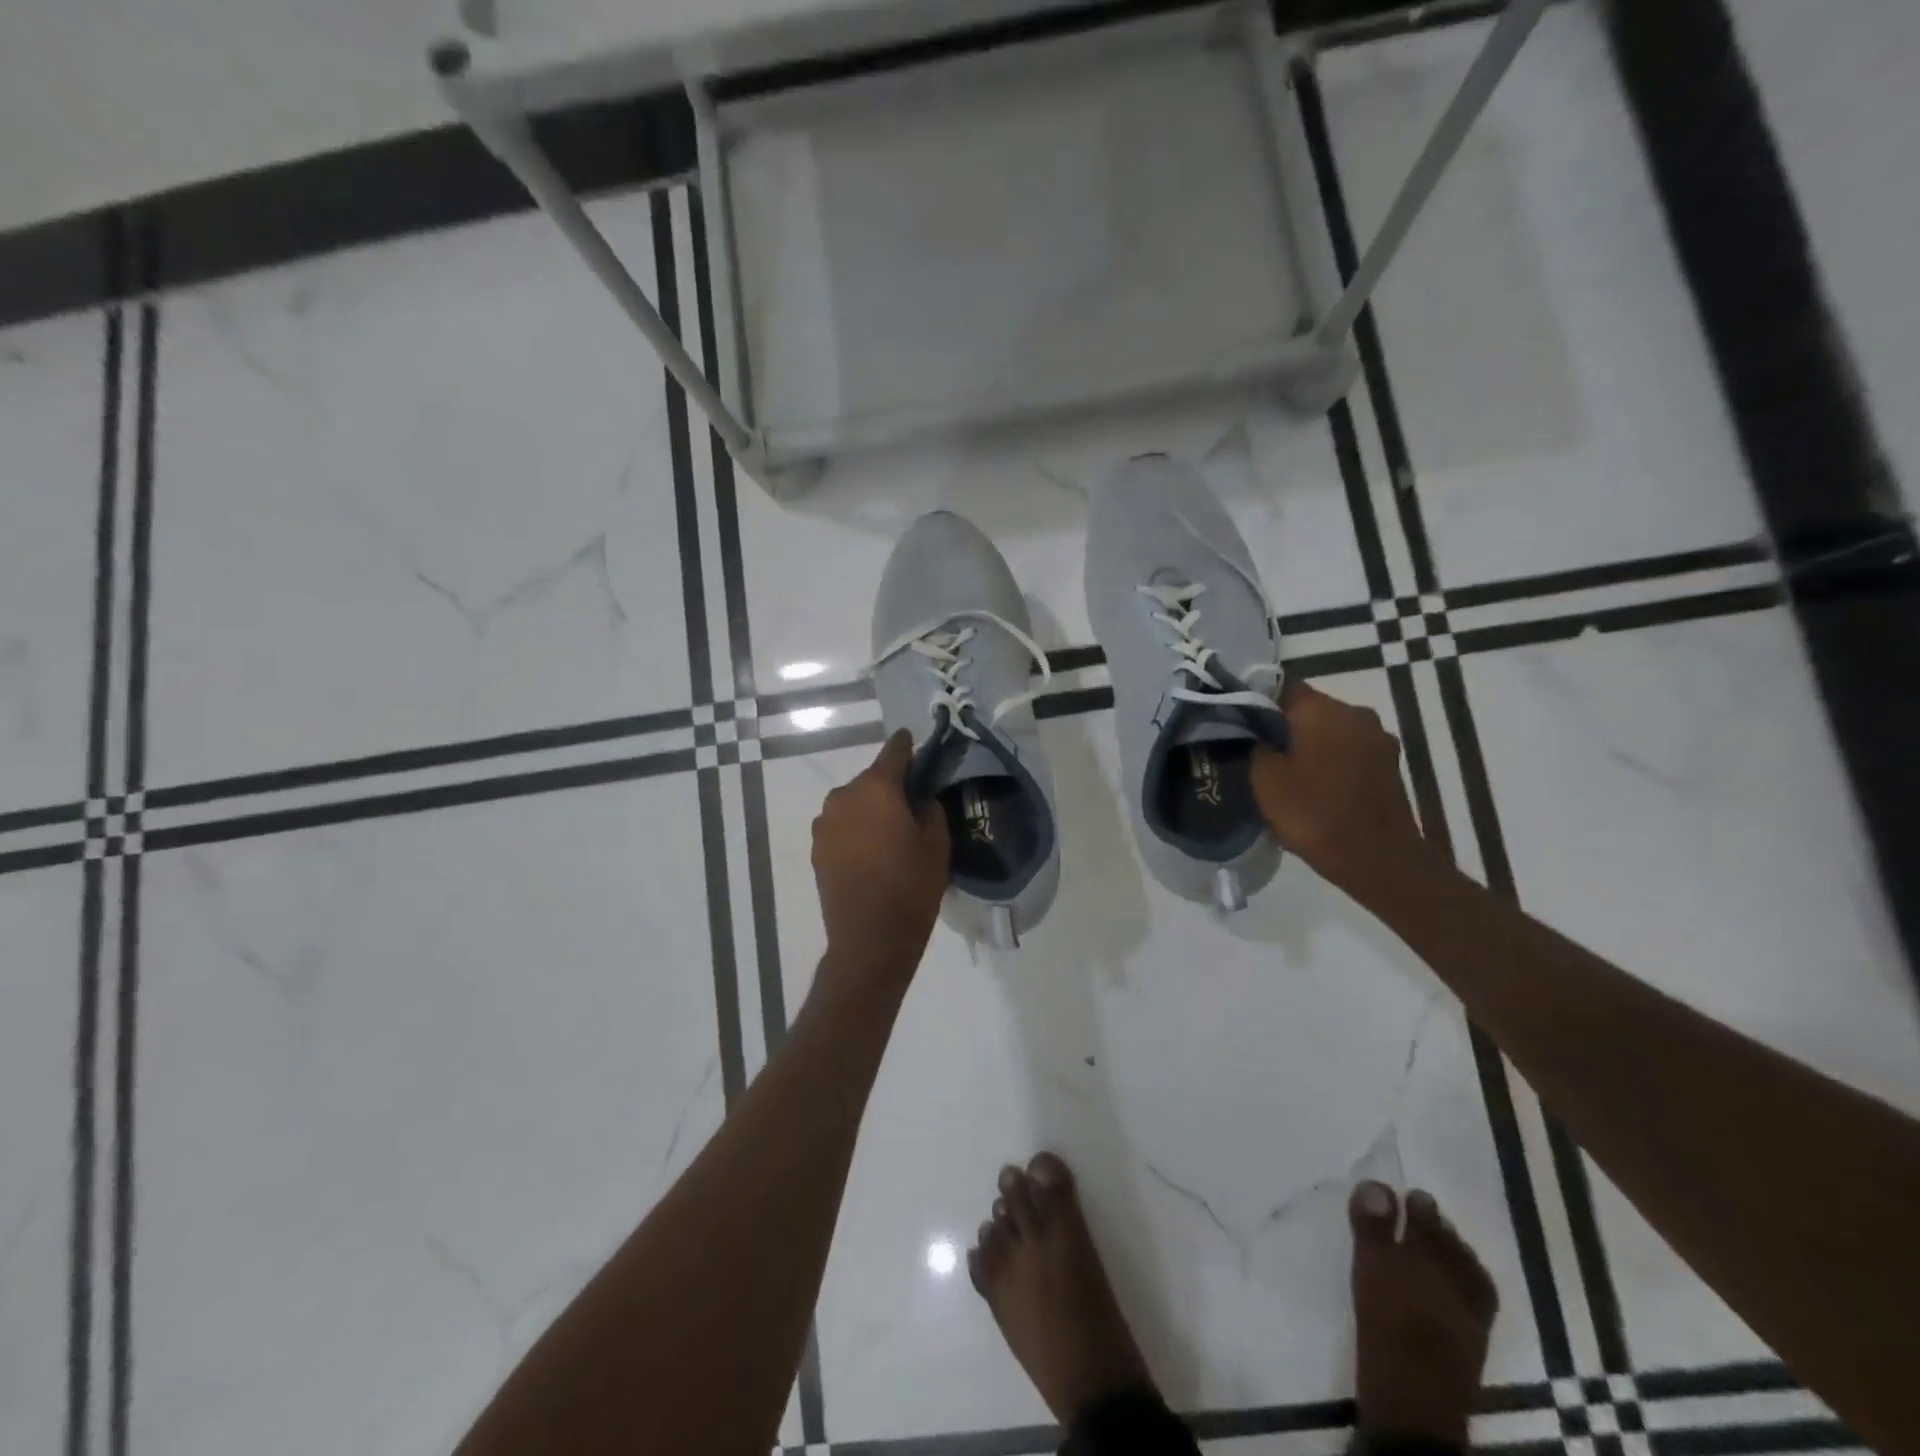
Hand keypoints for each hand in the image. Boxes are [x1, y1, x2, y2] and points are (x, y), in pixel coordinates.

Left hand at [812, 730, 950, 993]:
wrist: (869, 940)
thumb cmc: (911, 888)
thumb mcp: (937, 845)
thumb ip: (929, 809)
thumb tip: (920, 797)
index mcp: (876, 788)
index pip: (894, 752)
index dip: (907, 746)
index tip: (915, 742)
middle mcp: (844, 796)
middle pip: (872, 780)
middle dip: (890, 786)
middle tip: (912, 804)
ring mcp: (825, 823)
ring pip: (854, 803)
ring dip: (870, 809)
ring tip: (890, 833)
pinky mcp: (817, 848)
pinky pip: (841, 826)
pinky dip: (855, 829)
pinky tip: (871, 852)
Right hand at [1252, 682, 1434, 900]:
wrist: (1379, 860)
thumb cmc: (1315, 814)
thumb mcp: (1265, 780)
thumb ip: (1257, 747)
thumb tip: (1261, 738)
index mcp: (1323, 710)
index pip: (1282, 689)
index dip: (1259, 706)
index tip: (1242, 730)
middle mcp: (1356, 714)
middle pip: (1310, 711)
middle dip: (1285, 729)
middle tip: (1259, 756)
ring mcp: (1379, 741)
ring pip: (1331, 733)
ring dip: (1310, 748)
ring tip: (1287, 777)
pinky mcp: (1390, 767)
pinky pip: (1349, 755)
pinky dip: (1331, 766)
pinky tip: (1315, 791)